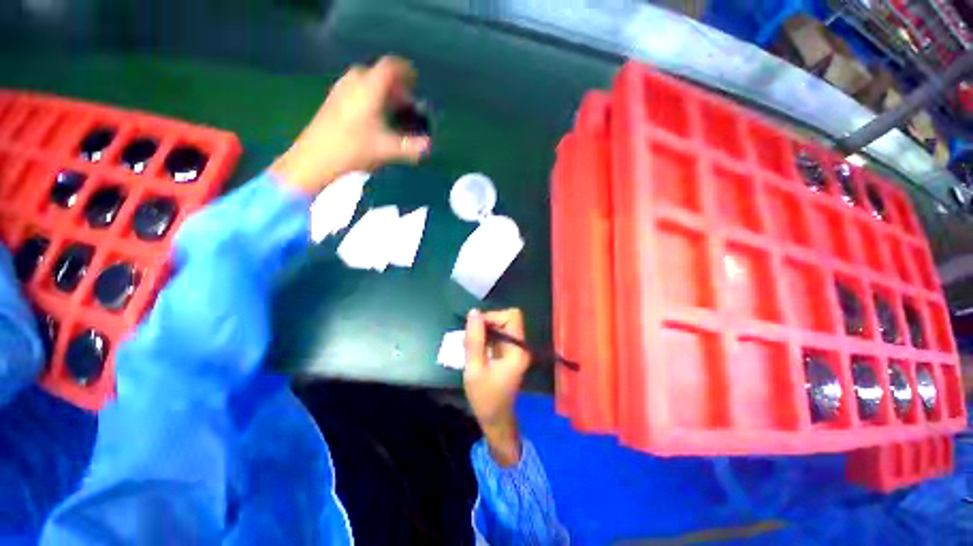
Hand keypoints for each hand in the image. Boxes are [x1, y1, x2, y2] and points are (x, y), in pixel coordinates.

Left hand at [271, 56, 430, 193]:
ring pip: (364, 80)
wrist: (316, 157)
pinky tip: (372, 115)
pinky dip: (367, 95)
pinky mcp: (332, 101)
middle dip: (393, 84)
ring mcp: (340, 91)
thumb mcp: (387, 150)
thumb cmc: (353, 149)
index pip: (389, 67)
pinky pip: (354, 89)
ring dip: (379, 89)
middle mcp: (353, 83)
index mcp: (368, 89)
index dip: (404, 71)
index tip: (415, 80)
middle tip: (404, 101)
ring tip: (390, 108)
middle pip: (376, 73)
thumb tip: (429, 146)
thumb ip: (410, 147)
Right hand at [464, 308, 530, 465]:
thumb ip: (474, 340)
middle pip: (506, 319)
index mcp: (517, 349)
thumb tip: (474, 312)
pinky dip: (484, 338)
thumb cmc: (485, 398)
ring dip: (483, 331)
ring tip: (467, 343)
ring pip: (500, 327)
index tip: (476, 327)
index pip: (512, 316)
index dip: (493, 316)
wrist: (495, 421)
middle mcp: (520, 346)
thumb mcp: (475, 368)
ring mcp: (515, 350)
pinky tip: (471, 349)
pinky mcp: (508, 354)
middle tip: (468, 337)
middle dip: (486, 323)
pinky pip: (497, 337)